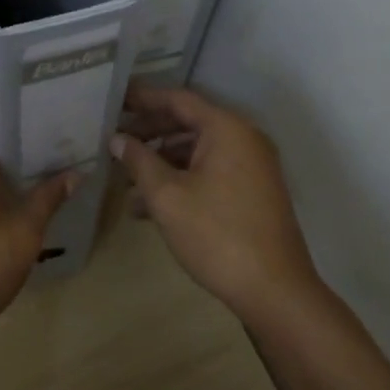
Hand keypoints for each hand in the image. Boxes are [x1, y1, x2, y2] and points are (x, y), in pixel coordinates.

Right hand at [113, 85, 320, 325]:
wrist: (275, 291)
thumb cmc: (216, 235)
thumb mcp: (167, 196)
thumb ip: (139, 161)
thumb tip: (117, 139)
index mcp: (227, 129)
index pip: (178, 99)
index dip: (143, 98)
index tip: (114, 99)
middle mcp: (244, 139)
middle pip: (188, 122)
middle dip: (149, 131)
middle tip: (114, 139)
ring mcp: (252, 166)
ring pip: (197, 150)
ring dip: (161, 161)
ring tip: (124, 179)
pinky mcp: (252, 192)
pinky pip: (210, 171)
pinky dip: (182, 179)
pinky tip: (149, 205)